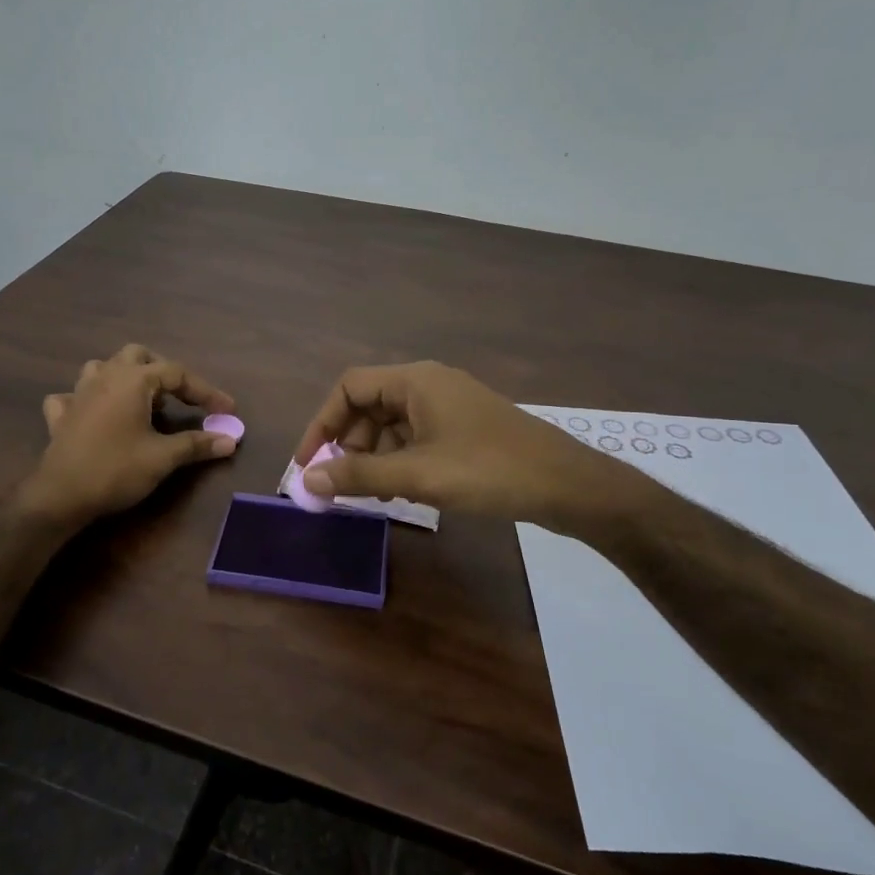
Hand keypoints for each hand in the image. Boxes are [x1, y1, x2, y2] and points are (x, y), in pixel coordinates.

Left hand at [18, 345, 238, 528]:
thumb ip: (197, 444)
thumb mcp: (163, 458)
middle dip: (163, 372)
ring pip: (103, 367)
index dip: (205, 391)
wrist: (60, 496)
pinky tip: (95, 414)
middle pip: (138, 356)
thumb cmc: (116, 470)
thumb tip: (231, 439)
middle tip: (180, 396)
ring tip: (141, 400)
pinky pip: (74, 396)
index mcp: (133, 380)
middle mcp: (105, 376)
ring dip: (124, 377)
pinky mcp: (62, 415)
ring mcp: (78, 393)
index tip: (227, 410)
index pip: (177, 373)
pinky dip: (88, 399)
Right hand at [293, 361, 644, 528]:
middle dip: (348, 444)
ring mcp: (449, 406)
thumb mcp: (417, 475)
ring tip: (370, 494)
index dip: (322, 423)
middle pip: (369, 405)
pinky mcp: (464, 429)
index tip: (310, 462)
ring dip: (373, 456)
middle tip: (341, 484)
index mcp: (415, 380)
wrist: (567, 485)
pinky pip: (416, 437)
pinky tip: (401, 491)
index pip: (349, 387)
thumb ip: (358, 476)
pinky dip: (399, 460)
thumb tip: (307, 479)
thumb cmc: (488, 471)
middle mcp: (429, 384)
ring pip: (392, 425)